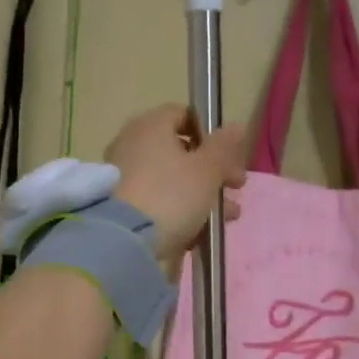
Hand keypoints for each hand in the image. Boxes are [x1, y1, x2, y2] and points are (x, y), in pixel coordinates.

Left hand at [105, 105, 246, 266]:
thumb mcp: (207, 169)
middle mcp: (132, 146)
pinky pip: (158, 203)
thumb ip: (224, 147)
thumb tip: (234, 127)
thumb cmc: (171, 195)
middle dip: (213, 170)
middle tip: (236, 187)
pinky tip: (201, 232)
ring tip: (228, 216)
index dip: (210, 132)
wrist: (125, 243)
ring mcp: (125, 178)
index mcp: (149, 127)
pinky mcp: (122, 208)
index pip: (183, 115)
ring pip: (172, 180)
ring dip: (203, 195)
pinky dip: (180, 212)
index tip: (230, 155)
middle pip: (180, 151)